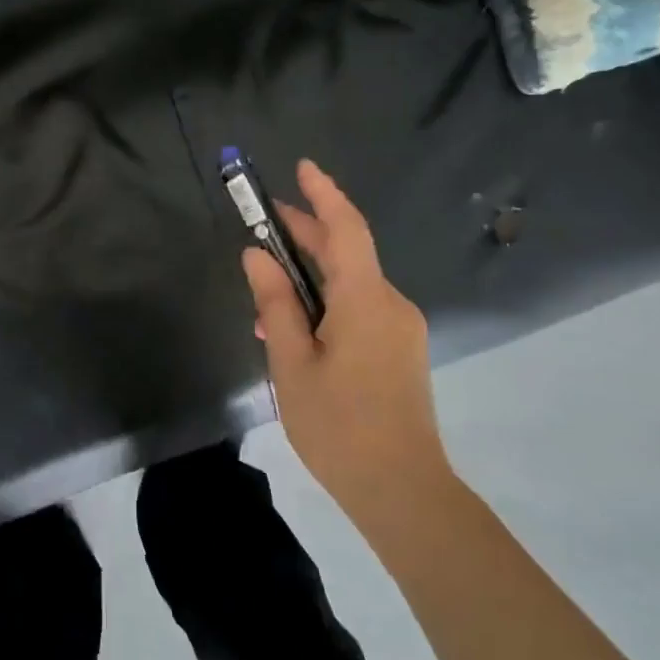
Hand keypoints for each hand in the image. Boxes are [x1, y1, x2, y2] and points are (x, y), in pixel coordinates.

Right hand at [242, 160, 455, 533]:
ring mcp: (400, 328)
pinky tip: (295, 329)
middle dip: (308, 231)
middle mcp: (390, 304)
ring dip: (311, 277)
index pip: (345, 229)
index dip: (323, 194)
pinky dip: (327, 303)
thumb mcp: (291, 364)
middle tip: (265, 220)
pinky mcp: (399, 350)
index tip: (302, 167)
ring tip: (266, 289)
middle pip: (348, 252)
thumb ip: (275, 304)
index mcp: (365, 300)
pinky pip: (360, 309)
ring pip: (351, 284)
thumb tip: (257, 257)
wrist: (403, 491)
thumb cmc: (339, 426)